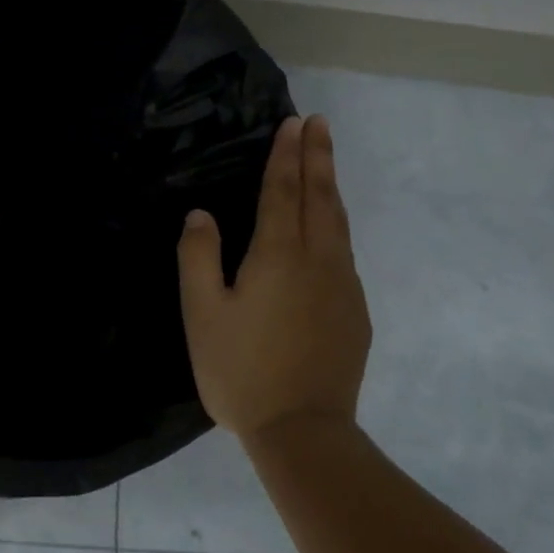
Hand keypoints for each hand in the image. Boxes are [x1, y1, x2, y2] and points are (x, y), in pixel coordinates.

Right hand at [177, 114, 372, 441]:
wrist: (302, 430)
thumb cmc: (241, 371)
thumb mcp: (202, 315)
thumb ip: (198, 258)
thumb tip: (200, 215)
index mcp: (278, 256)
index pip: (282, 192)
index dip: (285, 156)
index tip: (292, 124)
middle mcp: (318, 261)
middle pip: (320, 197)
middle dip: (317, 156)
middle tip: (317, 122)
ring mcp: (343, 286)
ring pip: (338, 223)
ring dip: (330, 186)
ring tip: (326, 160)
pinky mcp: (355, 312)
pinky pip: (345, 252)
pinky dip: (336, 224)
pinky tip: (330, 228)